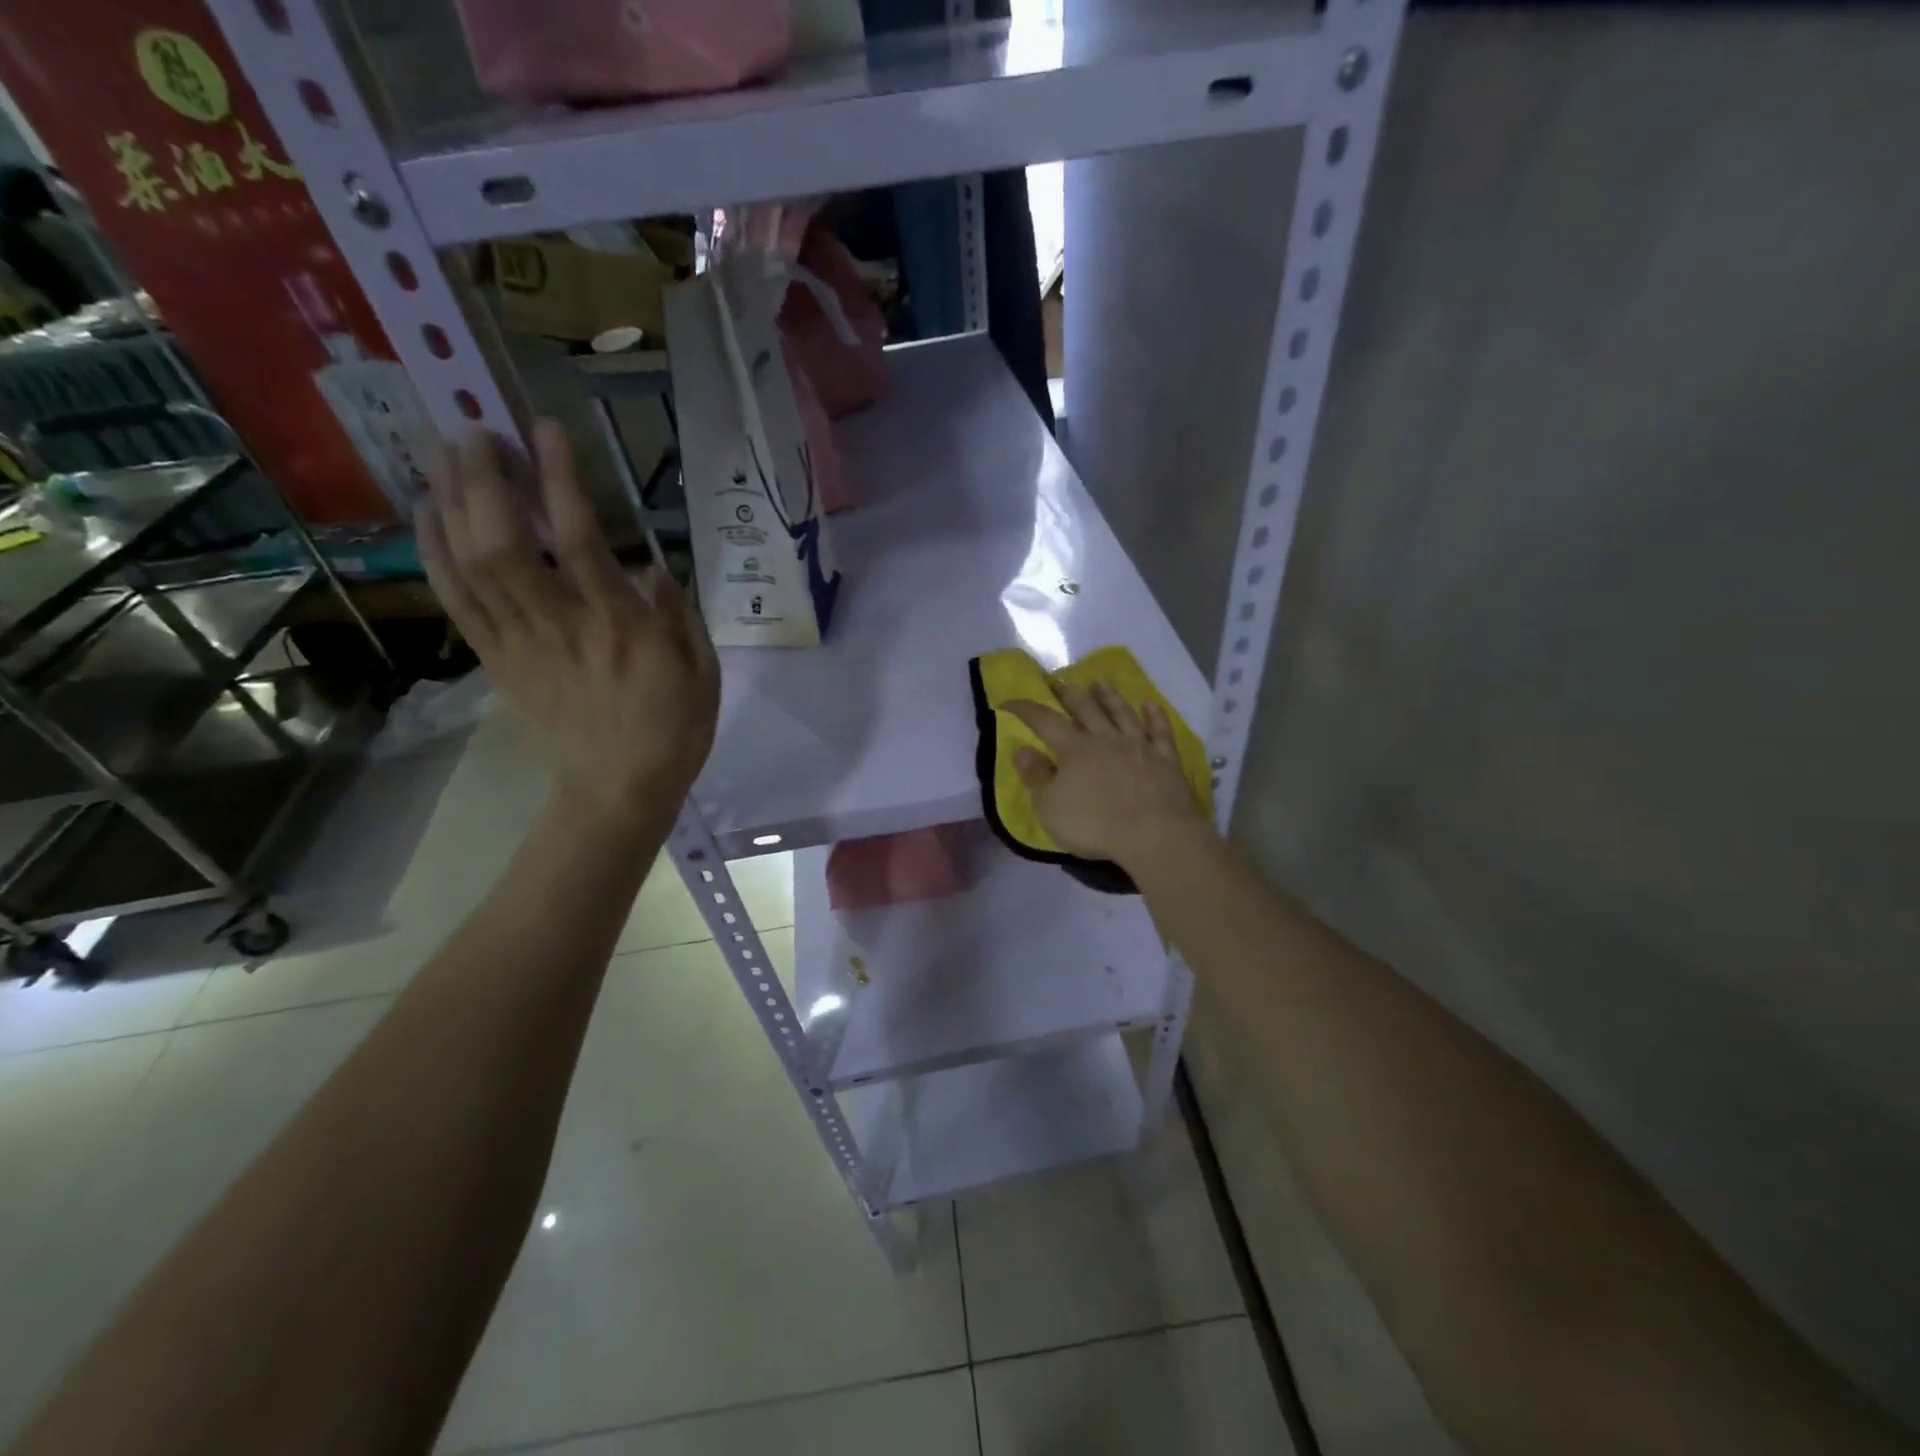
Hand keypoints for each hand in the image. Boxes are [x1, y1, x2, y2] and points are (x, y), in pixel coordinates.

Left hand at [417, 420, 718, 831]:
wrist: (619, 791)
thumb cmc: (673, 730)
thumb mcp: (703, 672)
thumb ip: (678, 615)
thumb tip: (647, 567)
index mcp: (622, 628)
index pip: (583, 542)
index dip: (560, 481)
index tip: (545, 430)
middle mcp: (563, 626)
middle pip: (507, 544)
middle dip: (485, 480)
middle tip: (474, 430)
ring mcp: (522, 644)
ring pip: (473, 566)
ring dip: (453, 503)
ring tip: (443, 453)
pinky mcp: (499, 661)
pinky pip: (458, 601)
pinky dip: (436, 553)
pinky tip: (428, 513)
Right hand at [1003, 682, 1209, 872]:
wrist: (1155, 836)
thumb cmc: (1095, 825)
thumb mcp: (1050, 807)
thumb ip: (1036, 776)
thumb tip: (1021, 749)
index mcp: (1075, 749)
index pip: (1045, 721)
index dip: (1026, 709)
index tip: (1009, 701)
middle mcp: (1106, 739)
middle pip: (1086, 709)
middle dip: (1069, 694)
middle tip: (1060, 681)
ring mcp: (1140, 746)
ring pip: (1122, 713)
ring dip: (1110, 696)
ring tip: (1100, 683)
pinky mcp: (1167, 760)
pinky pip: (1160, 731)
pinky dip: (1155, 716)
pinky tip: (1150, 705)